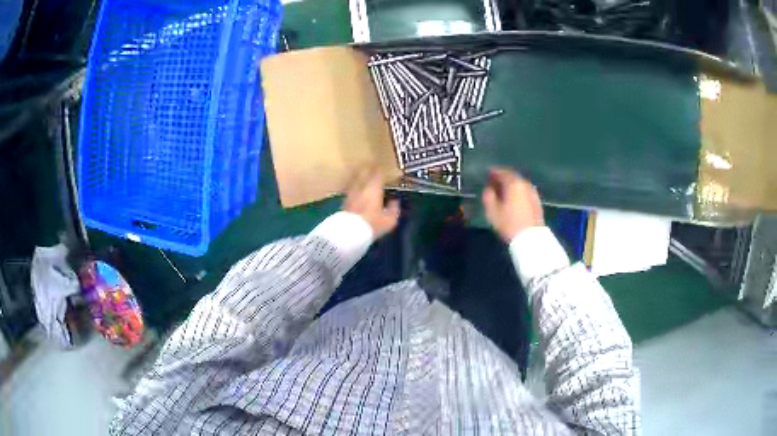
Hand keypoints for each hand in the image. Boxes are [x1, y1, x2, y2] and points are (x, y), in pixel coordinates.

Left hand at [344, 169, 399, 238]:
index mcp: (374, 189)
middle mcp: (361, 188)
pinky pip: (350, 190)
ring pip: (355, 181)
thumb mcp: (389, 220)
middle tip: (372, 169)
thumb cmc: (372, 225)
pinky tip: (356, 191)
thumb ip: (394, 209)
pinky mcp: (344, 201)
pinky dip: (354, 188)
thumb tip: (395, 201)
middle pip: (364, 173)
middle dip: (368, 170)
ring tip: (363, 178)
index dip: (380, 170)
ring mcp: (351, 194)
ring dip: (359, 178)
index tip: (382, 167)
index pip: (377, 174)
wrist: (349, 234)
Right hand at [482, 167, 543, 242]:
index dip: (493, 172)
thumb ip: (488, 195)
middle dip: (502, 178)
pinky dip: (518, 192)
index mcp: (513, 183)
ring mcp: (533, 192)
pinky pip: (524, 191)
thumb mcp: (492, 211)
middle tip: (494, 183)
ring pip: (519, 184)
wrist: (531, 238)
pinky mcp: (537, 201)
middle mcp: (524, 183)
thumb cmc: (509, 223)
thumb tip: (489, 188)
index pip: (501, 172)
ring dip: (511, 186)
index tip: (487, 175)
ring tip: (503, 192)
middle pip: (512, 176)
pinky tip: (514, 199)